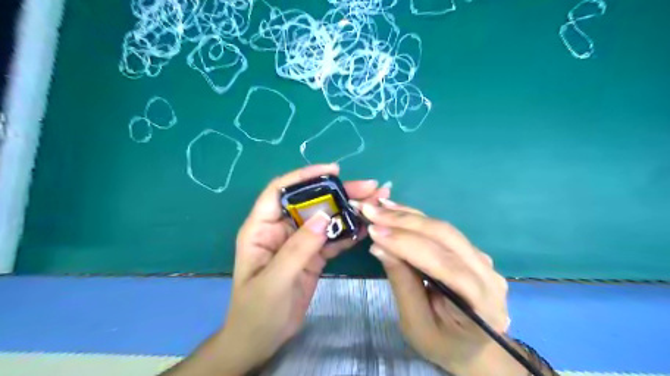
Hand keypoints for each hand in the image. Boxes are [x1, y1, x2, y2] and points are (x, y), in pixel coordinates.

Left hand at [221, 165, 391, 372]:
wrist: (261, 340)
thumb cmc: (256, 311)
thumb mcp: (274, 280)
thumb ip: (298, 248)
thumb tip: (325, 216)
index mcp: (262, 228)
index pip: (280, 191)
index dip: (304, 176)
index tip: (333, 171)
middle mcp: (282, 229)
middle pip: (311, 202)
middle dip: (339, 193)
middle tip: (370, 187)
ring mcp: (300, 242)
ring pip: (325, 219)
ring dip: (349, 211)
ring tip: (376, 203)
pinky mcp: (313, 256)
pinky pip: (332, 239)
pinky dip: (348, 233)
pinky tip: (367, 228)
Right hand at [358, 199, 514, 375]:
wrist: (471, 346)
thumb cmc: (442, 343)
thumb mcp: (416, 324)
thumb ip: (402, 284)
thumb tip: (379, 246)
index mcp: (481, 303)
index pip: (445, 265)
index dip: (408, 245)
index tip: (374, 232)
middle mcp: (488, 274)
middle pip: (445, 238)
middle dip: (404, 222)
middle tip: (370, 211)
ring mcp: (481, 259)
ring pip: (442, 228)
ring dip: (407, 215)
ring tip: (377, 207)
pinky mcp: (469, 250)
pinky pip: (441, 229)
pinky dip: (414, 218)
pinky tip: (394, 209)